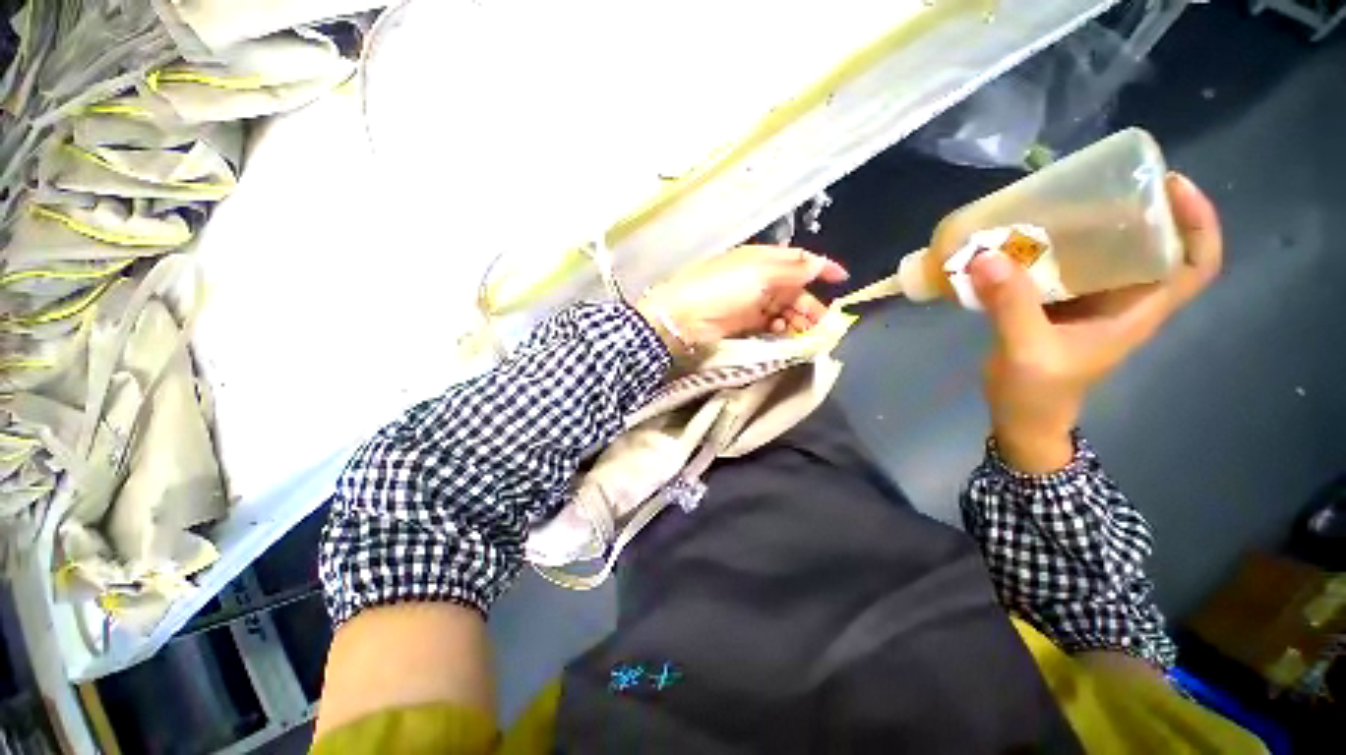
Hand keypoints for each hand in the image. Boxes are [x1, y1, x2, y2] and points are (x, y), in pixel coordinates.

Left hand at [637, 245, 848, 349]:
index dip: (821, 267)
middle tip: (824, 323)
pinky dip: (780, 328)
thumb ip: (790, 271)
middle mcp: (759, 279)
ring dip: (797, 319)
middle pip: (794, 289)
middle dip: (810, 304)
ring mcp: (751, 302)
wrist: (683, 316)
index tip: (842, 279)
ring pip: (784, 309)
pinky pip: (770, 324)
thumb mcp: (758, 274)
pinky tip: (783, 333)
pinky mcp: (744, 322)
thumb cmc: (721, 288)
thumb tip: (819, 264)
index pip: (798, 260)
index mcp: (762, 259)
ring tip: (807, 333)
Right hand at [969, 173, 1222, 472]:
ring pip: (1104, 253)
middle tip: (1101, 183)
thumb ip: (1011, 305)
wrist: (1020, 418)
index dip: (1197, 223)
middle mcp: (1121, 300)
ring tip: (1057, 203)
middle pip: (1151, 246)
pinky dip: (1047, 248)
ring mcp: (1088, 302)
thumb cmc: (1038, 394)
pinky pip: (1062, 266)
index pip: (1194, 264)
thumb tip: (986, 256)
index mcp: (1136, 312)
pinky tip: (1021, 239)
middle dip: (1135, 210)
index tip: (1171, 185)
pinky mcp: (1056, 304)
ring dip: (1087, 225)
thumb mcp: (1028, 352)